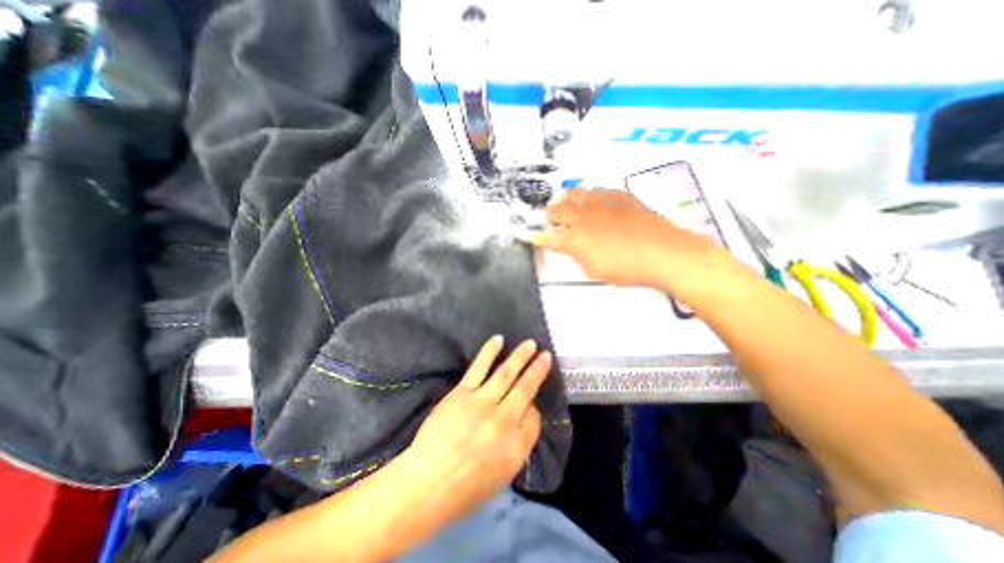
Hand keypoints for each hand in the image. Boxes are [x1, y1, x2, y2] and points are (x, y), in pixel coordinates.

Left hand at [402, 334, 548, 522]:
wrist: (427, 482)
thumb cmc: (466, 486)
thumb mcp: (504, 475)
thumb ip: (521, 442)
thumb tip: (527, 413)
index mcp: (516, 445)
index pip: (534, 418)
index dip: (534, 408)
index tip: (530, 403)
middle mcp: (503, 420)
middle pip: (525, 389)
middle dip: (537, 370)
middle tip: (546, 355)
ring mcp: (481, 402)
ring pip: (506, 373)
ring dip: (520, 356)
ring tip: (530, 344)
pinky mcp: (462, 392)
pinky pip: (479, 367)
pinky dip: (490, 352)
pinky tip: (499, 340)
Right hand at [534, 190, 731, 294]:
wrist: (664, 253)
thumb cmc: (627, 268)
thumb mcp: (594, 270)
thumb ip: (576, 255)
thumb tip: (570, 247)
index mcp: (575, 238)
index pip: (548, 236)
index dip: (537, 237)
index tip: (533, 237)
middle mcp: (584, 216)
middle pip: (556, 209)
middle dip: (548, 216)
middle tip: (550, 221)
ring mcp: (601, 202)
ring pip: (573, 193)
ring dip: (565, 201)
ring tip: (564, 205)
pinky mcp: (618, 195)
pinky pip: (596, 189)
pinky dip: (587, 195)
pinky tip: (591, 201)